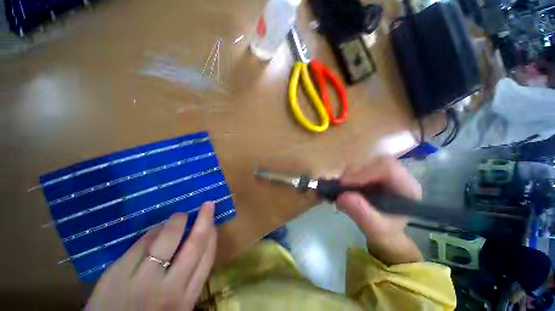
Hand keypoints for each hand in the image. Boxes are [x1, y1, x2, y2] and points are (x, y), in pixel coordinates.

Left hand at [86, 202, 216, 310]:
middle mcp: (168, 288)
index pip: (206, 258)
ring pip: (166, 240)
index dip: (212, 236)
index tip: (213, 222)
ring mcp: (142, 280)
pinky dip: (152, 232)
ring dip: (176, 222)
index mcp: (185, 298)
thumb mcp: (176, 306)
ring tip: (179, 216)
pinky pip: (141, 244)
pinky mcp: (117, 273)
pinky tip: (155, 230)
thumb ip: (187, 279)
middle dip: (204, 221)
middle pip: (193, 245)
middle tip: (208, 205)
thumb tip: (194, 244)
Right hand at [336, 157, 422, 264]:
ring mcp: (384, 172)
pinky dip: (348, 175)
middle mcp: (398, 175)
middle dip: (355, 172)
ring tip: (341, 188)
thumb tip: (342, 196)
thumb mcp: (375, 229)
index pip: (388, 168)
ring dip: (350, 174)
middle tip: (340, 186)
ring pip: (365, 162)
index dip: (365, 172)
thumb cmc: (384, 230)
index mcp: (407, 187)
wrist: (383, 229)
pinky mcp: (372, 172)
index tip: (345, 184)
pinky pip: (359, 166)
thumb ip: (362, 214)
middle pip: (375, 162)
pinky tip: (344, 186)